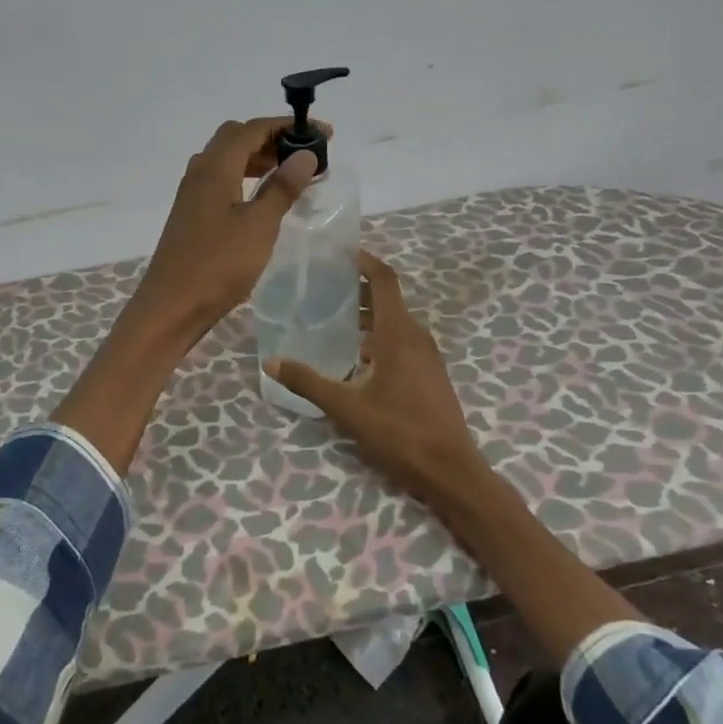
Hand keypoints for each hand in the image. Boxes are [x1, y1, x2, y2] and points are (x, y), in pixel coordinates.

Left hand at [125, 117, 320, 341]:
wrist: (172, 305)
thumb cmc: (218, 264)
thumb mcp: (259, 226)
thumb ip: (282, 188)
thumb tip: (305, 154)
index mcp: (216, 167)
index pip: (253, 129)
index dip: (287, 126)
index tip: (323, 133)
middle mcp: (200, 171)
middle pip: (237, 138)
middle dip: (272, 138)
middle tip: (304, 154)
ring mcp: (192, 192)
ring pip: (227, 159)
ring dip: (258, 158)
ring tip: (290, 173)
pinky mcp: (192, 212)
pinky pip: (221, 179)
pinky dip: (245, 176)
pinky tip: (262, 197)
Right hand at [265, 250, 491, 506]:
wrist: (451, 470)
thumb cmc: (400, 432)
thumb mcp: (347, 408)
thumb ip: (309, 382)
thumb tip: (271, 361)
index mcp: (399, 334)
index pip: (384, 281)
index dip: (364, 261)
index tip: (339, 252)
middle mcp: (416, 336)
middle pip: (387, 298)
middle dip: (357, 287)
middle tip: (322, 285)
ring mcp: (427, 355)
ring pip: (395, 320)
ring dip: (367, 312)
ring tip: (332, 316)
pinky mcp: (429, 372)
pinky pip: (402, 339)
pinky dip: (378, 334)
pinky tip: (355, 355)